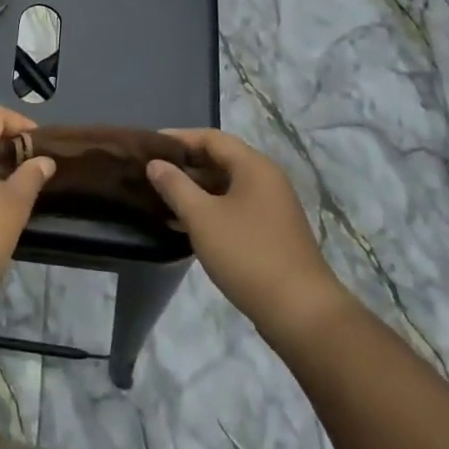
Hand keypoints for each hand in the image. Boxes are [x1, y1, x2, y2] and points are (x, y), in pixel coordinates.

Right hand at [146, 129, 346, 333]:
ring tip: (161, 197)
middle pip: (220, 159)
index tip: (148, 146)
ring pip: (226, 186)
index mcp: (253, 167)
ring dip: (195, 188)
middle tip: (150, 172)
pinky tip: (185, 223)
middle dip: (185, 164)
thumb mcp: (202, 218)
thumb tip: (155, 164)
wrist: (300, 311)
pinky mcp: (271, 231)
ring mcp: (271, 207)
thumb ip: (175, 186)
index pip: (211, 138)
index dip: (178, 138)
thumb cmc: (247, 254)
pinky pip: (234, 207)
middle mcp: (266, 179)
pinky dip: (210, 208)